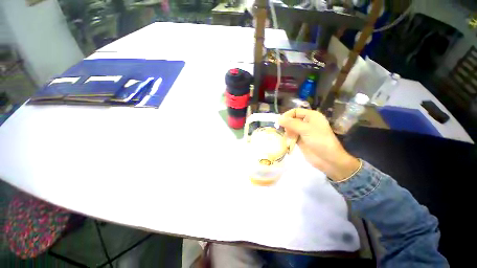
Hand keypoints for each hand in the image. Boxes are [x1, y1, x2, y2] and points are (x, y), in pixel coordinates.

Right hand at [279, 108, 359, 180]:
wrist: (328, 159)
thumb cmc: (319, 141)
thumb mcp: (306, 129)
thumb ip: (291, 123)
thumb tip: (278, 119)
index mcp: (311, 116)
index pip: (295, 111)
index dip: (287, 115)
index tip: (279, 122)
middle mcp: (307, 122)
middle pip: (292, 119)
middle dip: (286, 123)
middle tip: (280, 129)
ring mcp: (303, 132)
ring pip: (291, 128)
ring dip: (286, 130)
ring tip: (284, 135)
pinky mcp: (300, 140)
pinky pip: (291, 135)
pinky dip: (287, 137)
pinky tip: (285, 139)